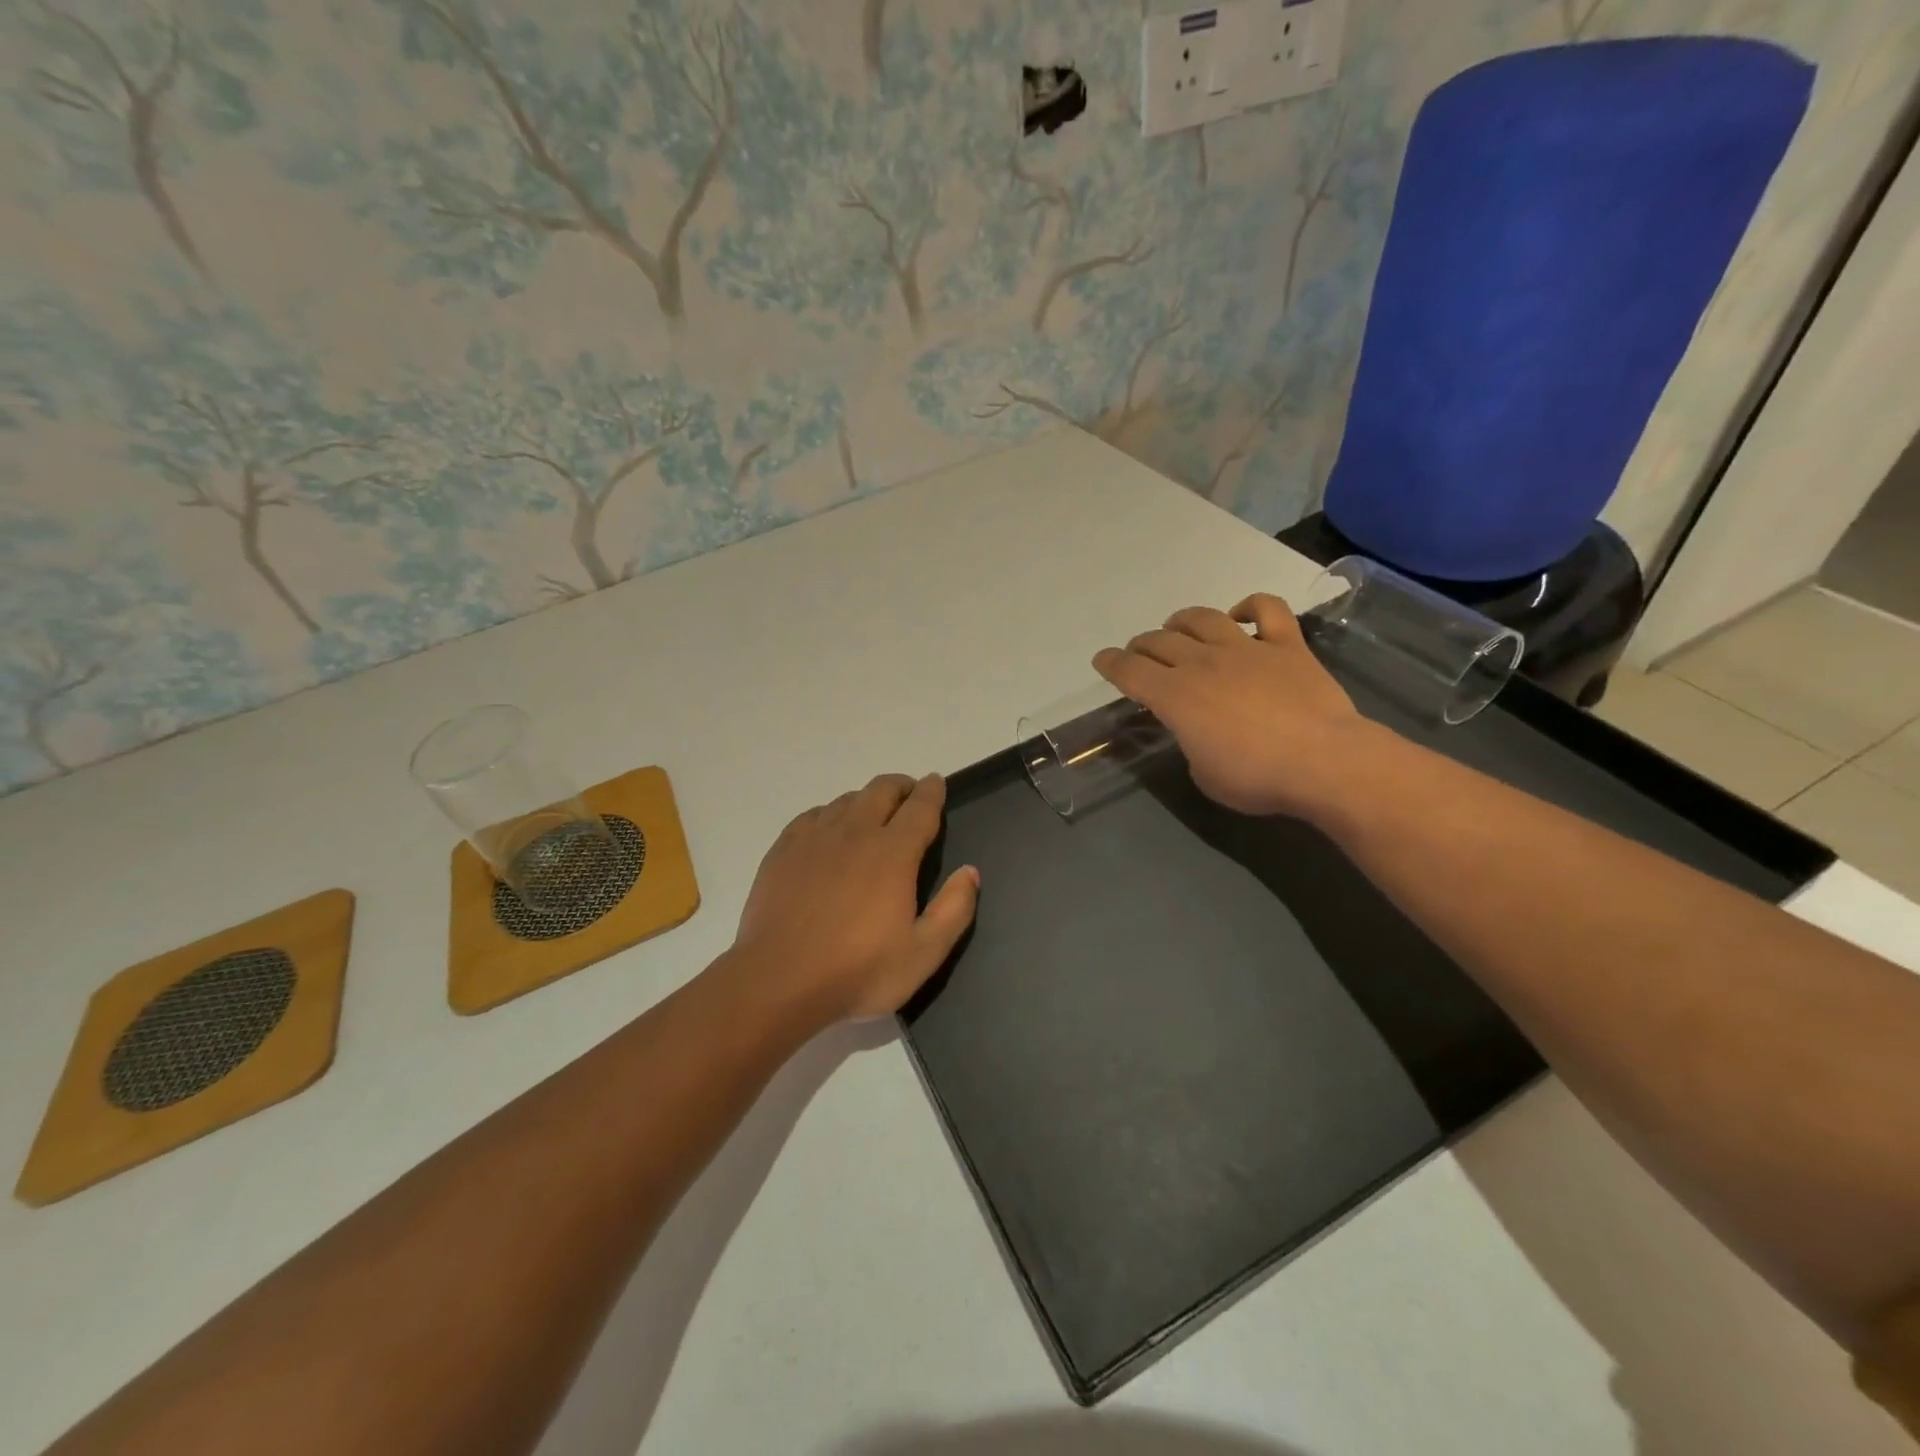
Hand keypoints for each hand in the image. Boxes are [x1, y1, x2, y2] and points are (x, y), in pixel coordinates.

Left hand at [731, 773, 979, 1023]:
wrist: (777, 981)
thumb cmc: (857, 971)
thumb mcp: (923, 953)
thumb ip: (954, 909)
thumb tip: (970, 871)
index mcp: (893, 852)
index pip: (920, 807)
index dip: (932, 791)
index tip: (937, 782)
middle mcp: (855, 832)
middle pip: (882, 790)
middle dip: (901, 786)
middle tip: (909, 796)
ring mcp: (814, 838)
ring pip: (847, 800)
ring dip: (867, 800)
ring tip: (873, 816)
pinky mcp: (783, 850)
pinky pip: (813, 815)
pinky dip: (831, 814)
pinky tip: (830, 831)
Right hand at [1093, 594, 1370, 819]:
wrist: (1324, 762)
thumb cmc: (1256, 778)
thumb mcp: (1204, 774)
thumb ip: (1191, 744)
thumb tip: (1199, 732)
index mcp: (1175, 696)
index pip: (1130, 671)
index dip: (1111, 664)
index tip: (1102, 660)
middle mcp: (1203, 663)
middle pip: (1160, 641)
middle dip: (1142, 645)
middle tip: (1139, 652)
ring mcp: (1246, 648)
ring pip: (1203, 618)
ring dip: (1182, 620)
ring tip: (1176, 626)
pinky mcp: (1287, 645)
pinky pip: (1267, 609)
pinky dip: (1250, 605)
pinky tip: (1241, 614)